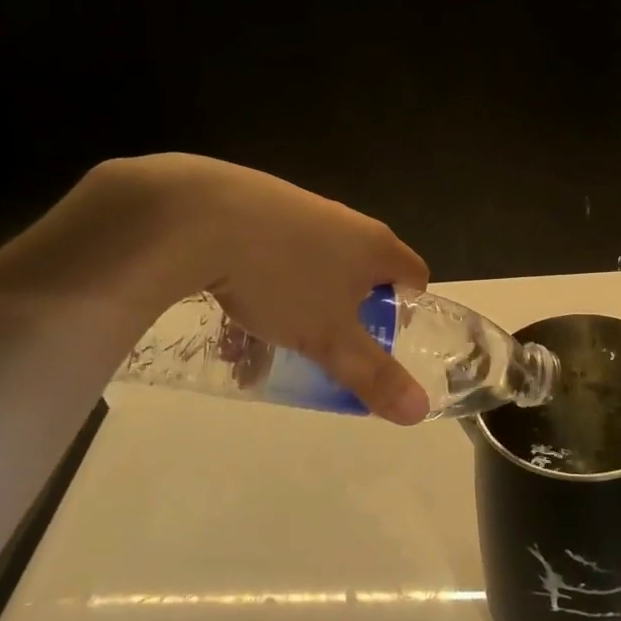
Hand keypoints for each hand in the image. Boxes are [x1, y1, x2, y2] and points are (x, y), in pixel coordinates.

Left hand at [89, 155, 432, 423]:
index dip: (405, 313)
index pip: (415, 276)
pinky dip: (264, 288)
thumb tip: (420, 411)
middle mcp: (345, 222)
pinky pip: (275, 257)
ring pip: (312, 273)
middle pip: (359, 277)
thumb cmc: (282, 279)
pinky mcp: (258, 209)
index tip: (377, 342)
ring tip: (264, 348)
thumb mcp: (329, 338)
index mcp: (375, 245)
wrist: (199, 217)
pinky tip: (233, 315)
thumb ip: (373, 375)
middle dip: (342, 321)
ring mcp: (301, 211)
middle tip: (322, 351)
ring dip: (297, 312)